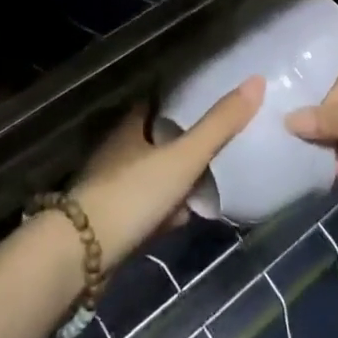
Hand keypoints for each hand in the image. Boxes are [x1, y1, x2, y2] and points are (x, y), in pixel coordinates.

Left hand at [71, 77, 262, 270]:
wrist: (81, 256)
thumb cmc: (132, 194)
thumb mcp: (182, 157)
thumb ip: (219, 125)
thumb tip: (256, 81)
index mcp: (131, 128)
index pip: (157, 105)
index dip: (180, 101)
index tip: (208, 100)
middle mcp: (118, 152)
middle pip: (156, 141)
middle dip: (182, 143)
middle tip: (217, 143)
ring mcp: (112, 189)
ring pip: (151, 176)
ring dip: (175, 180)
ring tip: (210, 181)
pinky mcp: (112, 224)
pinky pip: (146, 210)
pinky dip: (165, 211)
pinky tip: (184, 218)